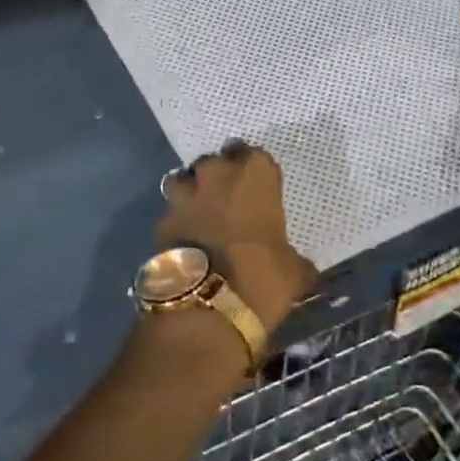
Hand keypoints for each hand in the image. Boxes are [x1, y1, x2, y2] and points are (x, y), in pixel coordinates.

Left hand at [154, 141, 317, 333]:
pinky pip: (171, 212)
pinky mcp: (161, 219)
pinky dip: (177, 222)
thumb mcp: (294, 271)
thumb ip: (293, 258)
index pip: (255, 156)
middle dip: (219, 176)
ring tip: (200, 213)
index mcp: (255, 173)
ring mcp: (184, 194)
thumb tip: (298, 266)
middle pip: (215, 162)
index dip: (254, 172)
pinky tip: (185, 240)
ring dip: (191, 191)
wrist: (208, 305)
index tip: (257, 188)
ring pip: (184, 178)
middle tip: (227, 199)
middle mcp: (217, 173)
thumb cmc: (263, 277)